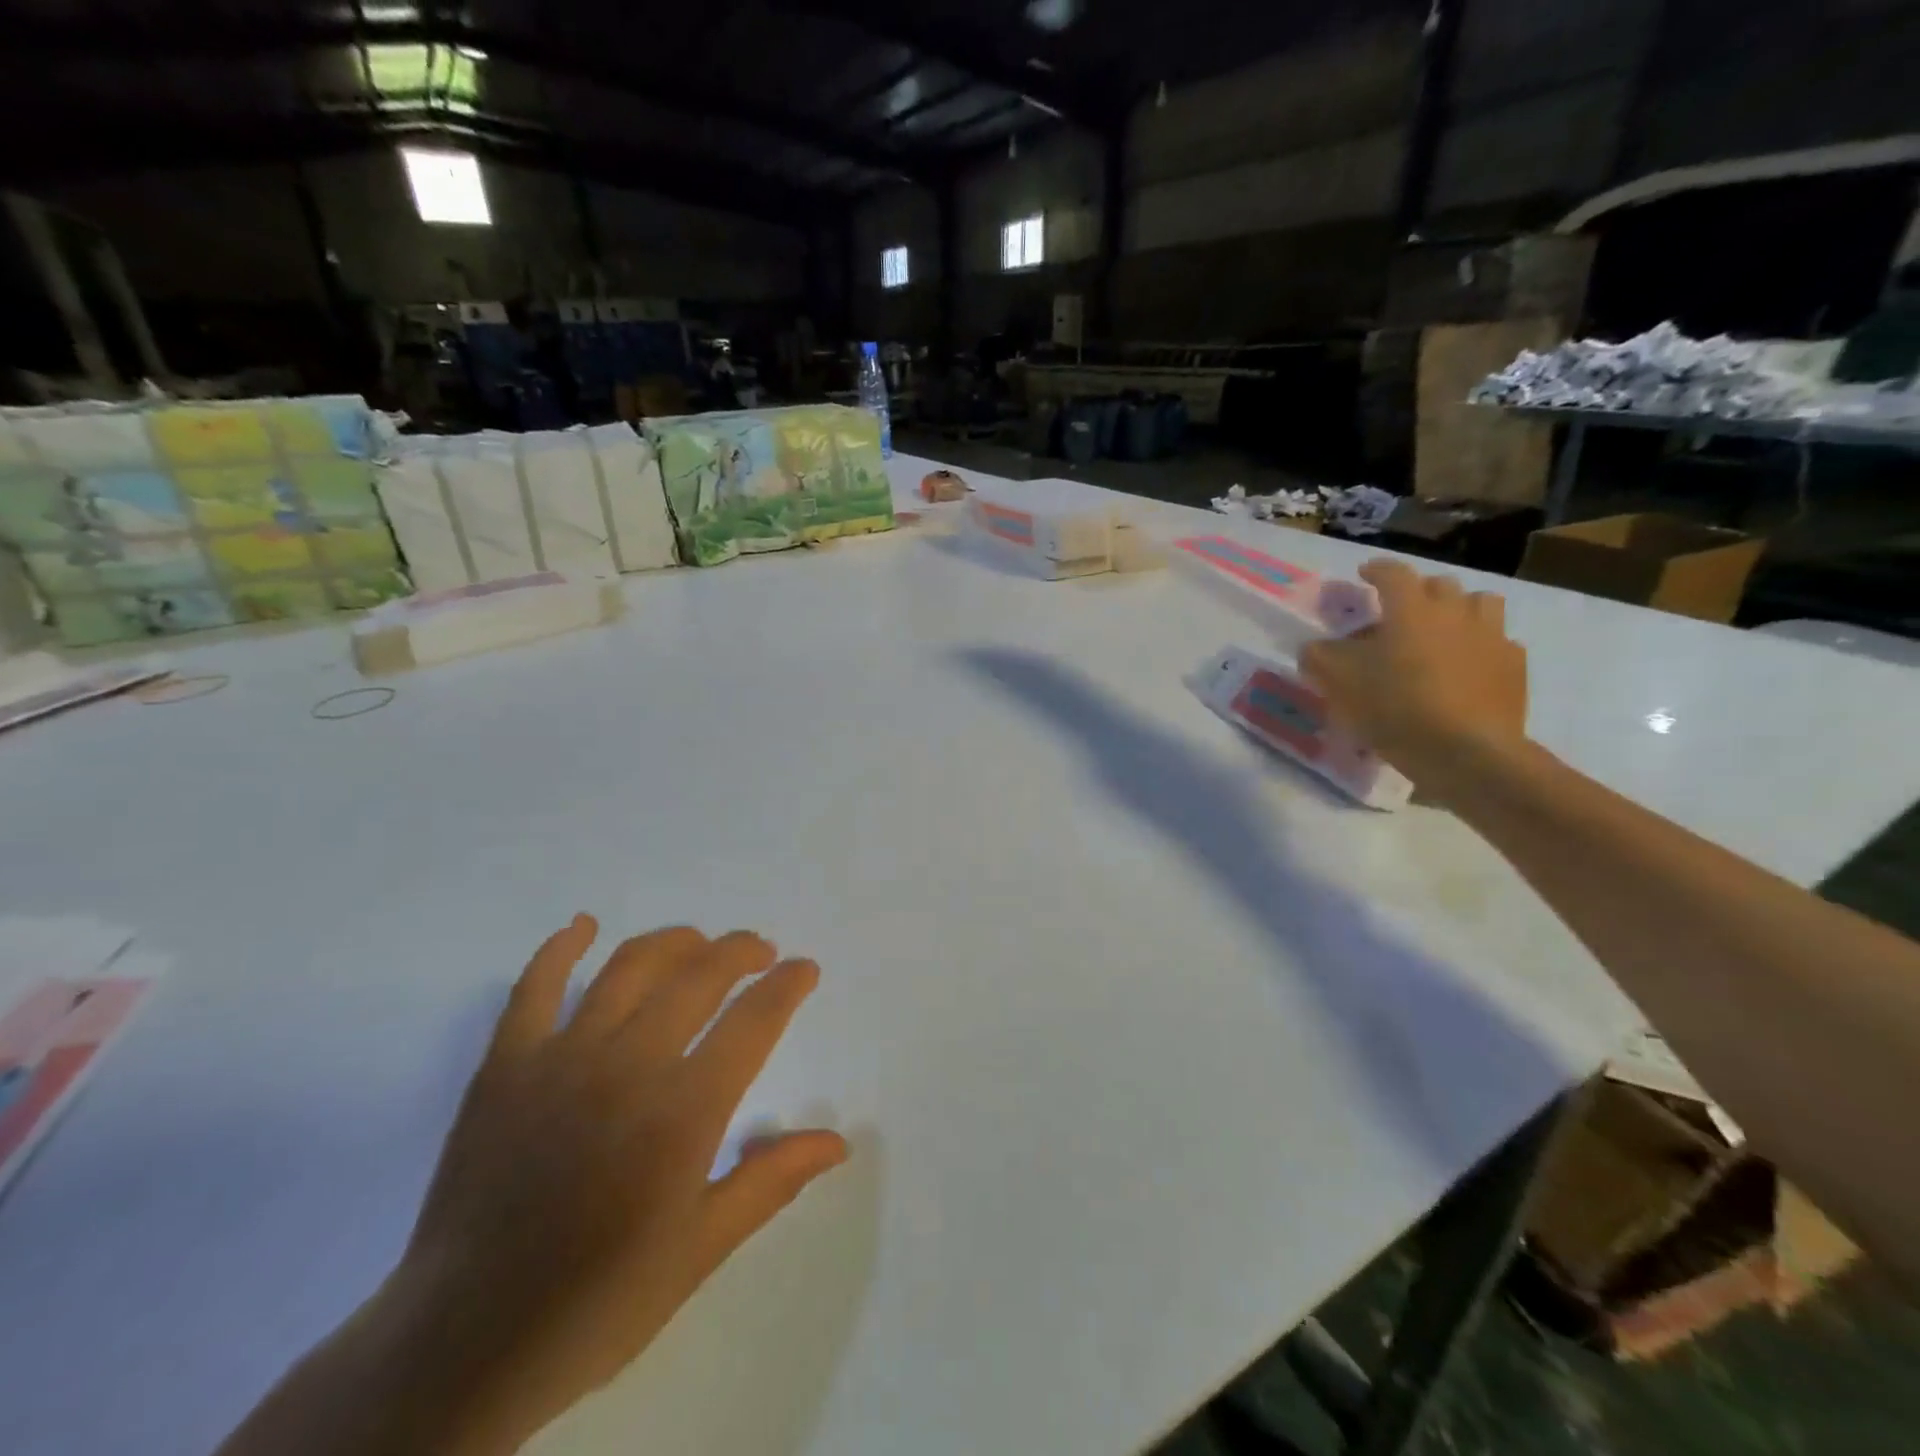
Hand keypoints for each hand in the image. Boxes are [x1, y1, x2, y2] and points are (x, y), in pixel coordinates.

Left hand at [391, 918, 847, 1451]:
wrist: (462, 1347)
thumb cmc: (597, 1302)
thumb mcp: (699, 1249)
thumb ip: (770, 1181)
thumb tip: (837, 1141)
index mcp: (683, 1113)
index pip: (754, 1022)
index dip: (787, 986)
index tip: (805, 969)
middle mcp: (628, 1066)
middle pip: (699, 977)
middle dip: (740, 952)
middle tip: (759, 952)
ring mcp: (561, 1059)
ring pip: (630, 967)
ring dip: (675, 941)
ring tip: (699, 942)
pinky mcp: (505, 1066)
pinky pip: (533, 988)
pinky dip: (560, 948)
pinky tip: (583, 926)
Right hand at [1300, 558, 1527, 795]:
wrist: (1466, 752)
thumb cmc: (1395, 708)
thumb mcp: (1338, 683)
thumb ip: (1319, 657)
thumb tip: (1314, 647)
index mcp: (1411, 610)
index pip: (1393, 573)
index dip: (1376, 570)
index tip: (1364, 573)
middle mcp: (1455, 613)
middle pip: (1439, 585)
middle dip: (1418, 591)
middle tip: (1400, 610)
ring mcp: (1491, 638)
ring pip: (1480, 604)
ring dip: (1458, 610)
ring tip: (1442, 631)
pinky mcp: (1514, 667)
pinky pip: (1499, 643)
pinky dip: (1480, 646)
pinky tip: (1467, 667)